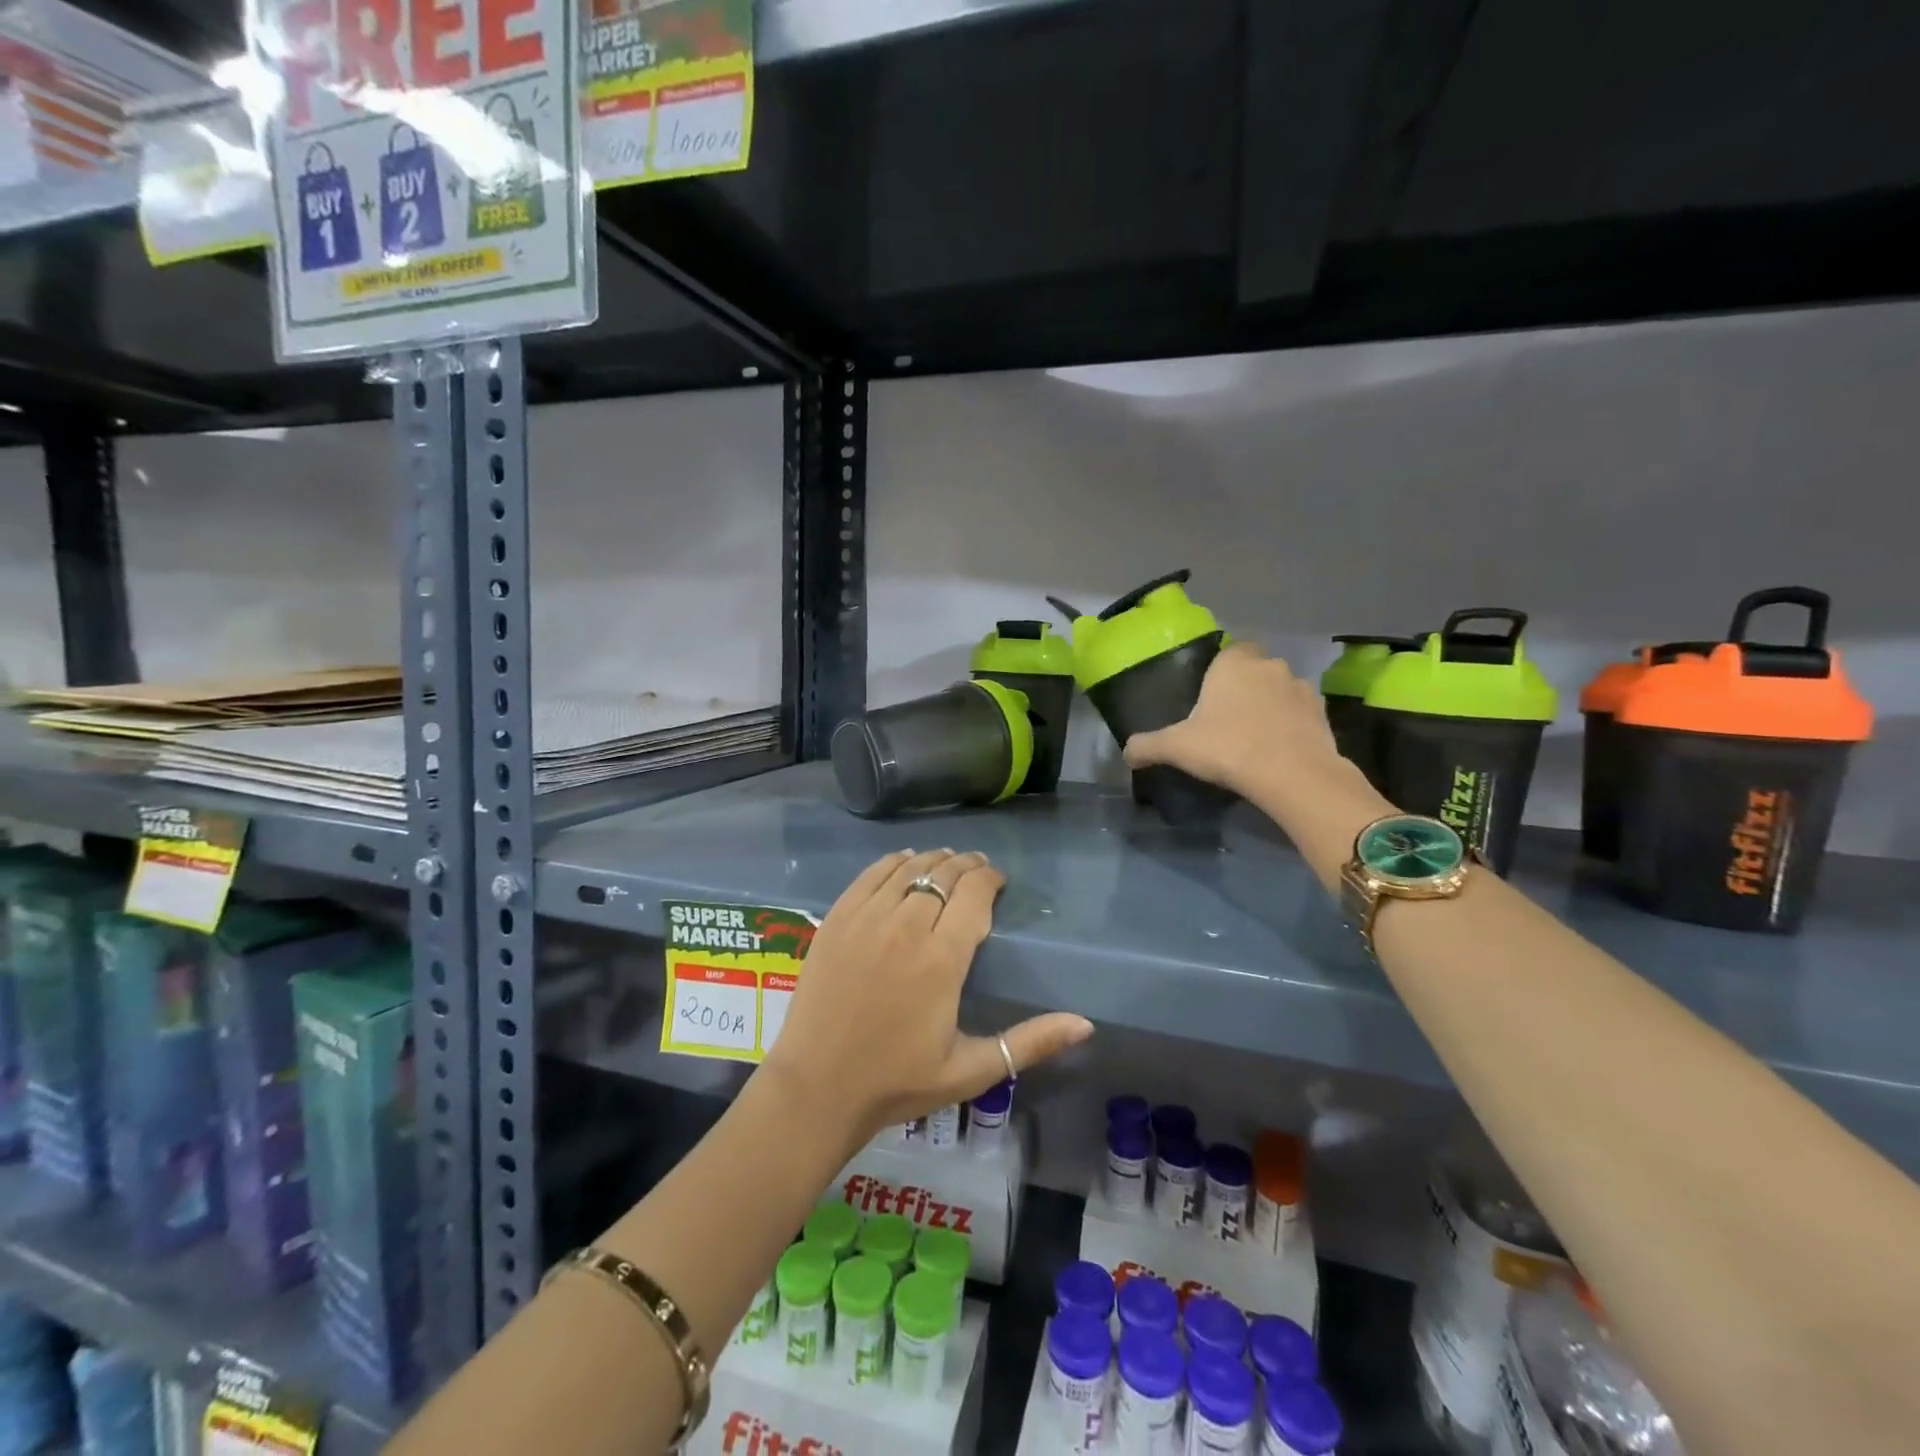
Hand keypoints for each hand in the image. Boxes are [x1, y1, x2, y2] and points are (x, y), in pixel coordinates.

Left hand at [759, 849, 1093, 1147]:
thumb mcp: (970, 1069)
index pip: (974, 894)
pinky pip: (869, 875)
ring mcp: (866, 920)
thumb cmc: (898, 1082)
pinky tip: (902, 861)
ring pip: (907, 869)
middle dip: (966, 866)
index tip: (997, 881)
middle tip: (977, 869)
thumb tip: (1086, 1024)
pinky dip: (891, 862)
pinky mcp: (836, 920)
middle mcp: (905, 927)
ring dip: (932, 860)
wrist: (817, 1088)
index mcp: (942, 960)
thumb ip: (1029, 1043)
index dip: (989, 879)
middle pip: (943, 875)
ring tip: (945, 862)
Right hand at [1123, 641, 1351, 799]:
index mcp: (1234, 663)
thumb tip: (1126, 753)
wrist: (1292, 774)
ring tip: (1255, 736)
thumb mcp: (1176, 747)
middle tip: (1227, 718)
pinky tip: (1278, 748)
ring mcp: (1300, 687)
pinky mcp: (1322, 713)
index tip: (1209, 696)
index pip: (1229, 651)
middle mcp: (1269, 666)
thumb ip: (1147, 745)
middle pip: (1255, 669)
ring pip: (1280, 689)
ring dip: (1270, 704)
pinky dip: (1291, 724)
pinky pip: (1300, 712)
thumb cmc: (1228, 748)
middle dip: (1245, 687)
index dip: (1220, 671)